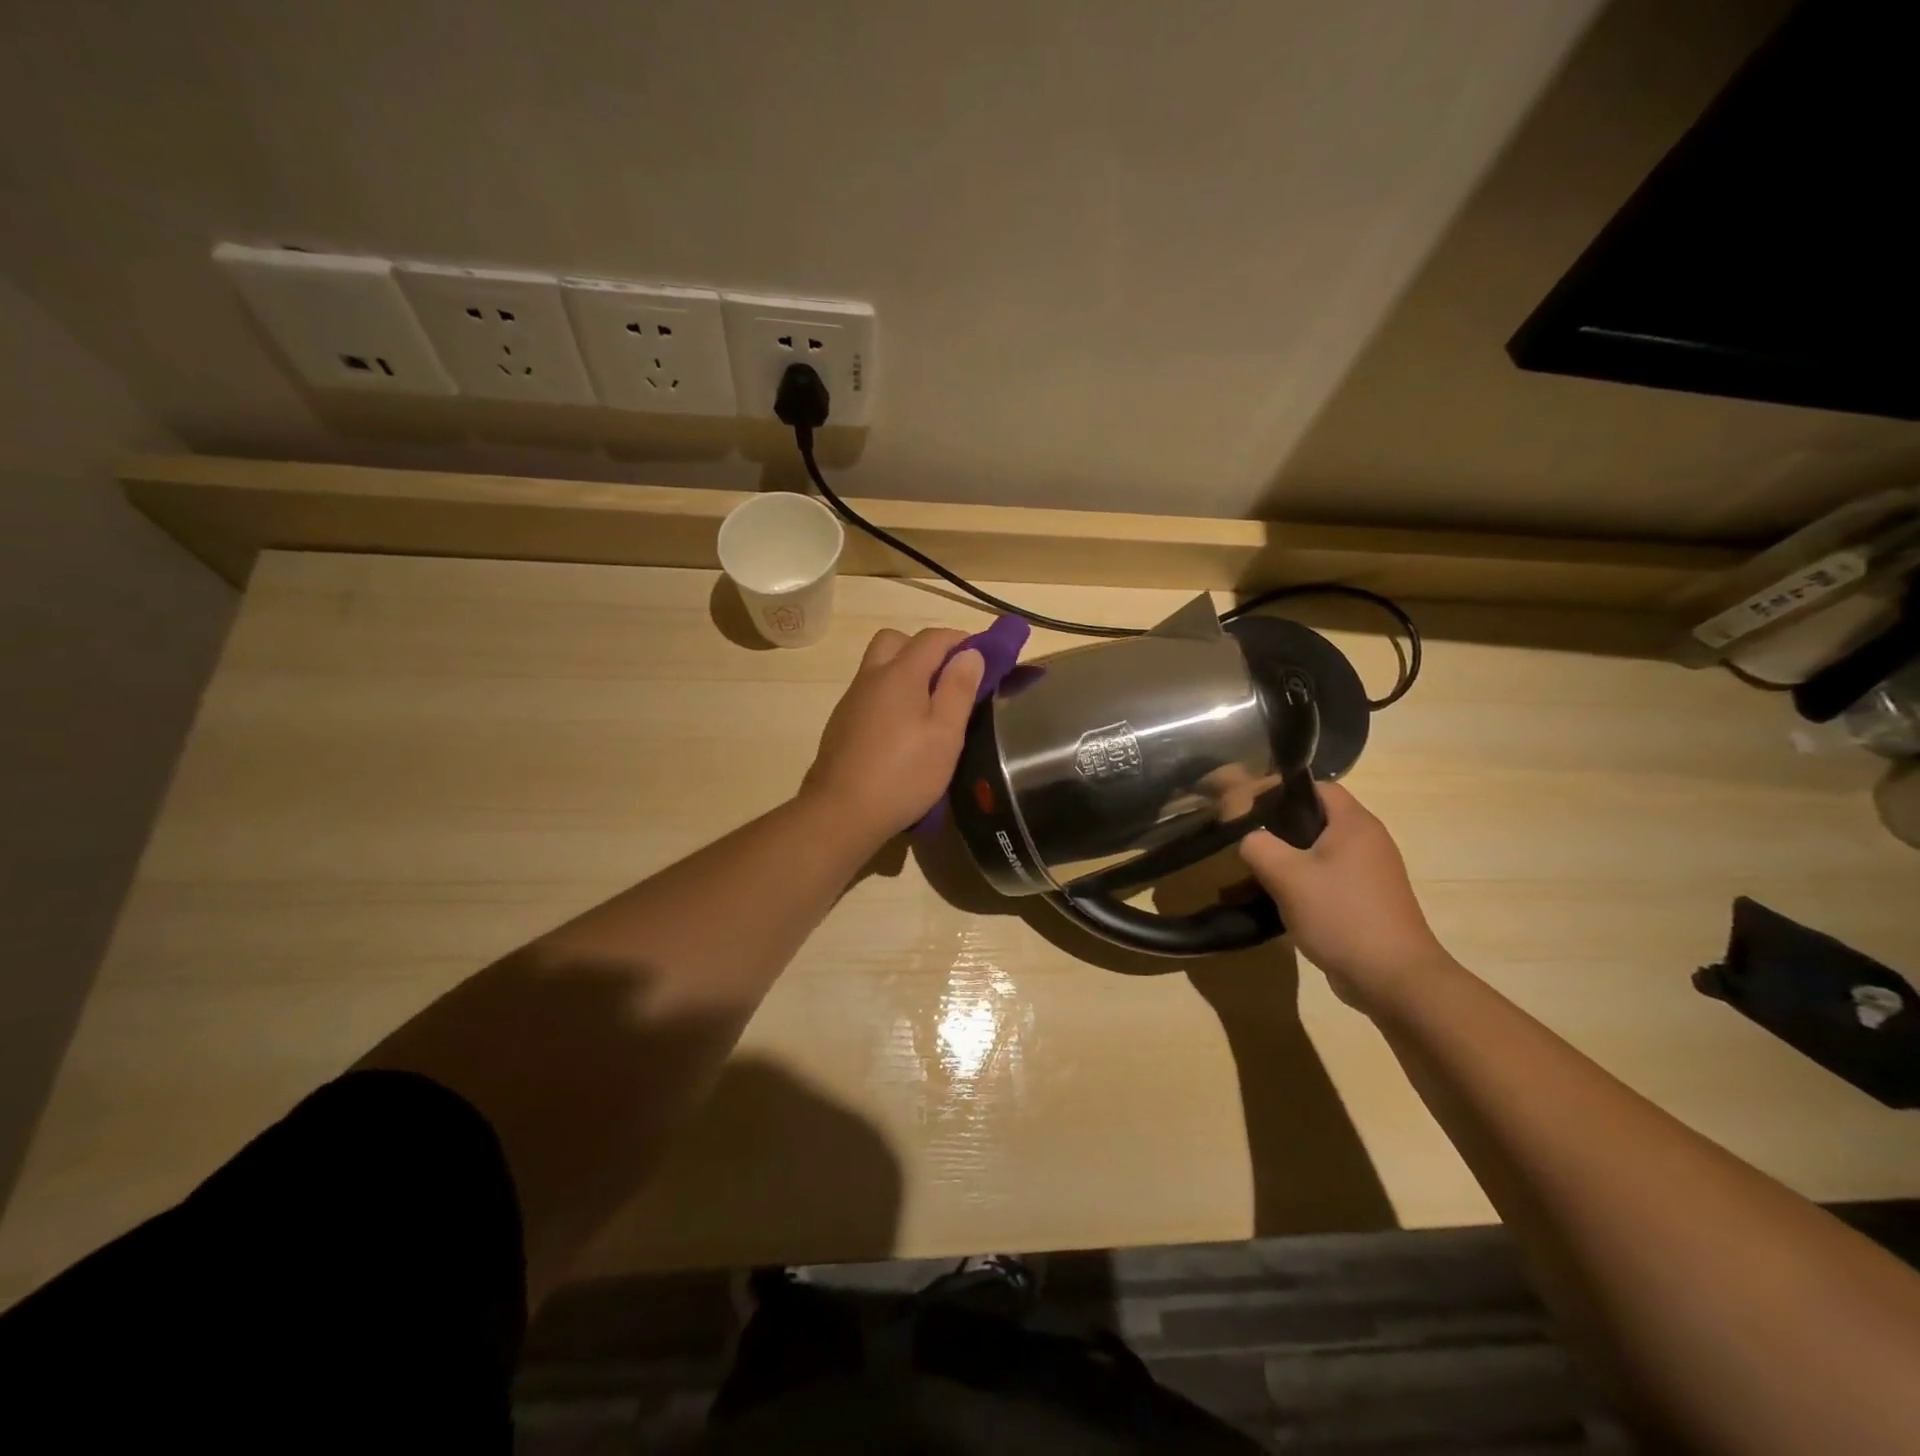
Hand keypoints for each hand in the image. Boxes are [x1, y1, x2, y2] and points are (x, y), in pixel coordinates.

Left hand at [804, 627, 984, 843]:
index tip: (984, 657)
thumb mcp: (945, 734)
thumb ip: (959, 689)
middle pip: (896, 641)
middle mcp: (871, 677)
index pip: (933, 637)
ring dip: (906, 671)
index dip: (961, 640)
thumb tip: (970, 653)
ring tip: (930, 706)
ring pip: (879, 667)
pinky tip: (902, 731)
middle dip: (926, 648)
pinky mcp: (841, 724)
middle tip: (949, 677)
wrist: (841, 812)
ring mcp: (851, 700)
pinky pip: (870, 693)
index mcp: (899, 674)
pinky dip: (890, 696)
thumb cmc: (904, 773)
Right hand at [1237, 782, 1449, 1007]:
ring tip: (1253, 877)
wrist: (1394, 979)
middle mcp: (1368, 841)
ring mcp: (1370, 874)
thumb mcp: (1287, 876)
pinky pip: (1327, 881)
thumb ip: (1258, 846)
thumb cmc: (1341, 916)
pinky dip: (1302, 886)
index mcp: (1355, 824)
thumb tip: (1249, 838)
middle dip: (1278, 830)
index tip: (1249, 807)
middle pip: (1316, 820)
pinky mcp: (1367, 901)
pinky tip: (1278, 904)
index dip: (1282, 791)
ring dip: (1287, 862)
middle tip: (1246, 843)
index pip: (1317, 787)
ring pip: (1319, 854)